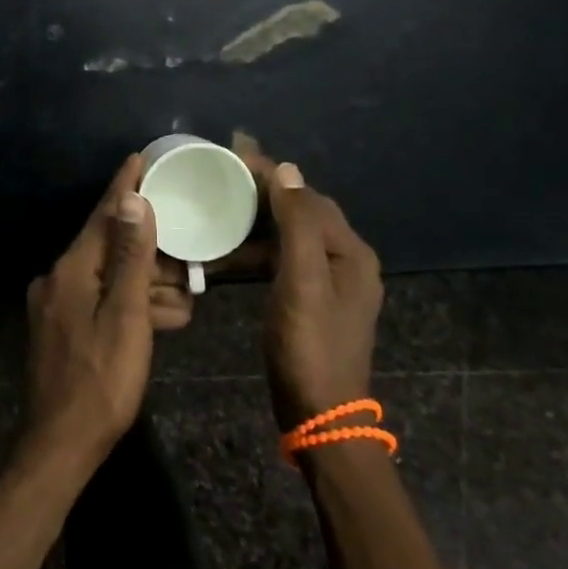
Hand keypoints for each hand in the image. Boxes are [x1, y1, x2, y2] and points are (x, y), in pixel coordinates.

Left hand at [19, 155, 159, 484]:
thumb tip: (133, 200)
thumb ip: (131, 257)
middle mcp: (60, 278)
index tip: (141, 158)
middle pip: (110, 248)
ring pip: (110, 278)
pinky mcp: (64, 328)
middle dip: (151, 253)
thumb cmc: (102, 380)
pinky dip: (131, 306)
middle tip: (188, 260)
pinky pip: (102, 302)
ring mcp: (59, 304)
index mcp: (72, 269)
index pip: (103, 215)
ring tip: (186, 299)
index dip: (124, 186)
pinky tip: (163, 320)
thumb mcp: (126, 315)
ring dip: (147, 285)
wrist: (61, 446)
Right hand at [235, 139, 383, 431]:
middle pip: (302, 212)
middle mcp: (345, 260)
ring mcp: (330, 283)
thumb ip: (296, 224)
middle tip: (222, 176)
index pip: (307, 196)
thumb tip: (287, 170)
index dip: (272, 174)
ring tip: (218, 212)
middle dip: (263, 192)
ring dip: (256, 224)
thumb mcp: (301, 281)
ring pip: (290, 237)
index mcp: (349, 251)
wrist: (320, 416)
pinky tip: (228, 255)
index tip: (234, 153)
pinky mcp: (312, 302)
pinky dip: (257, 253)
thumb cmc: (309, 346)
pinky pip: (283, 262)